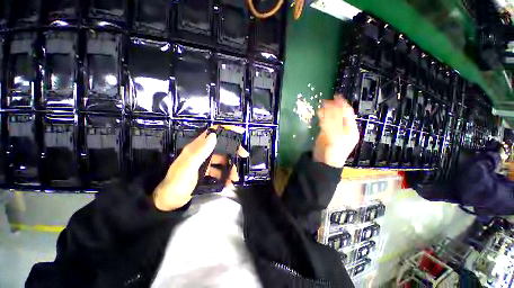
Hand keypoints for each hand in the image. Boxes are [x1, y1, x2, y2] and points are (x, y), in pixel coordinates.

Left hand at [153, 126, 247, 210]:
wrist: (167, 202)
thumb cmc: (177, 183)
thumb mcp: (188, 167)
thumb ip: (200, 151)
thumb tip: (214, 134)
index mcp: (196, 148)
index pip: (212, 133)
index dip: (226, 130)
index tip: (240, 132)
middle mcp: (201, 153)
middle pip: (221, 147)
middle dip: (233, 150)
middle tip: (244, 155)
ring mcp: (204, 163)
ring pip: (222, 160)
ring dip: (230, 167)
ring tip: (235, 178)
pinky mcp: (205, 173)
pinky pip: (219, 171)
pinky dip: (225, 176)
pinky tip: (228, 184)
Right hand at [314, 95, 359, 167]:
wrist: (324, 163)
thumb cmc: (334, 152)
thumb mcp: (336, 138)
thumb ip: (332, 125)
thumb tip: (327, 110)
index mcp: (351, 129)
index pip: (348, 113)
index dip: (342, 104)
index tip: (335, 96)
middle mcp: (344, 128)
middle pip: (340, 114)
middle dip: (333, 107)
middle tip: (325, 101)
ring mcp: (335, 130)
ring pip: (332, 117)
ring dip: (327, 111)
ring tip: (321, 106)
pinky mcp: (326, 133)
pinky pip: (325, 122)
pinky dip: (322, 117)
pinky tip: (318, 114)